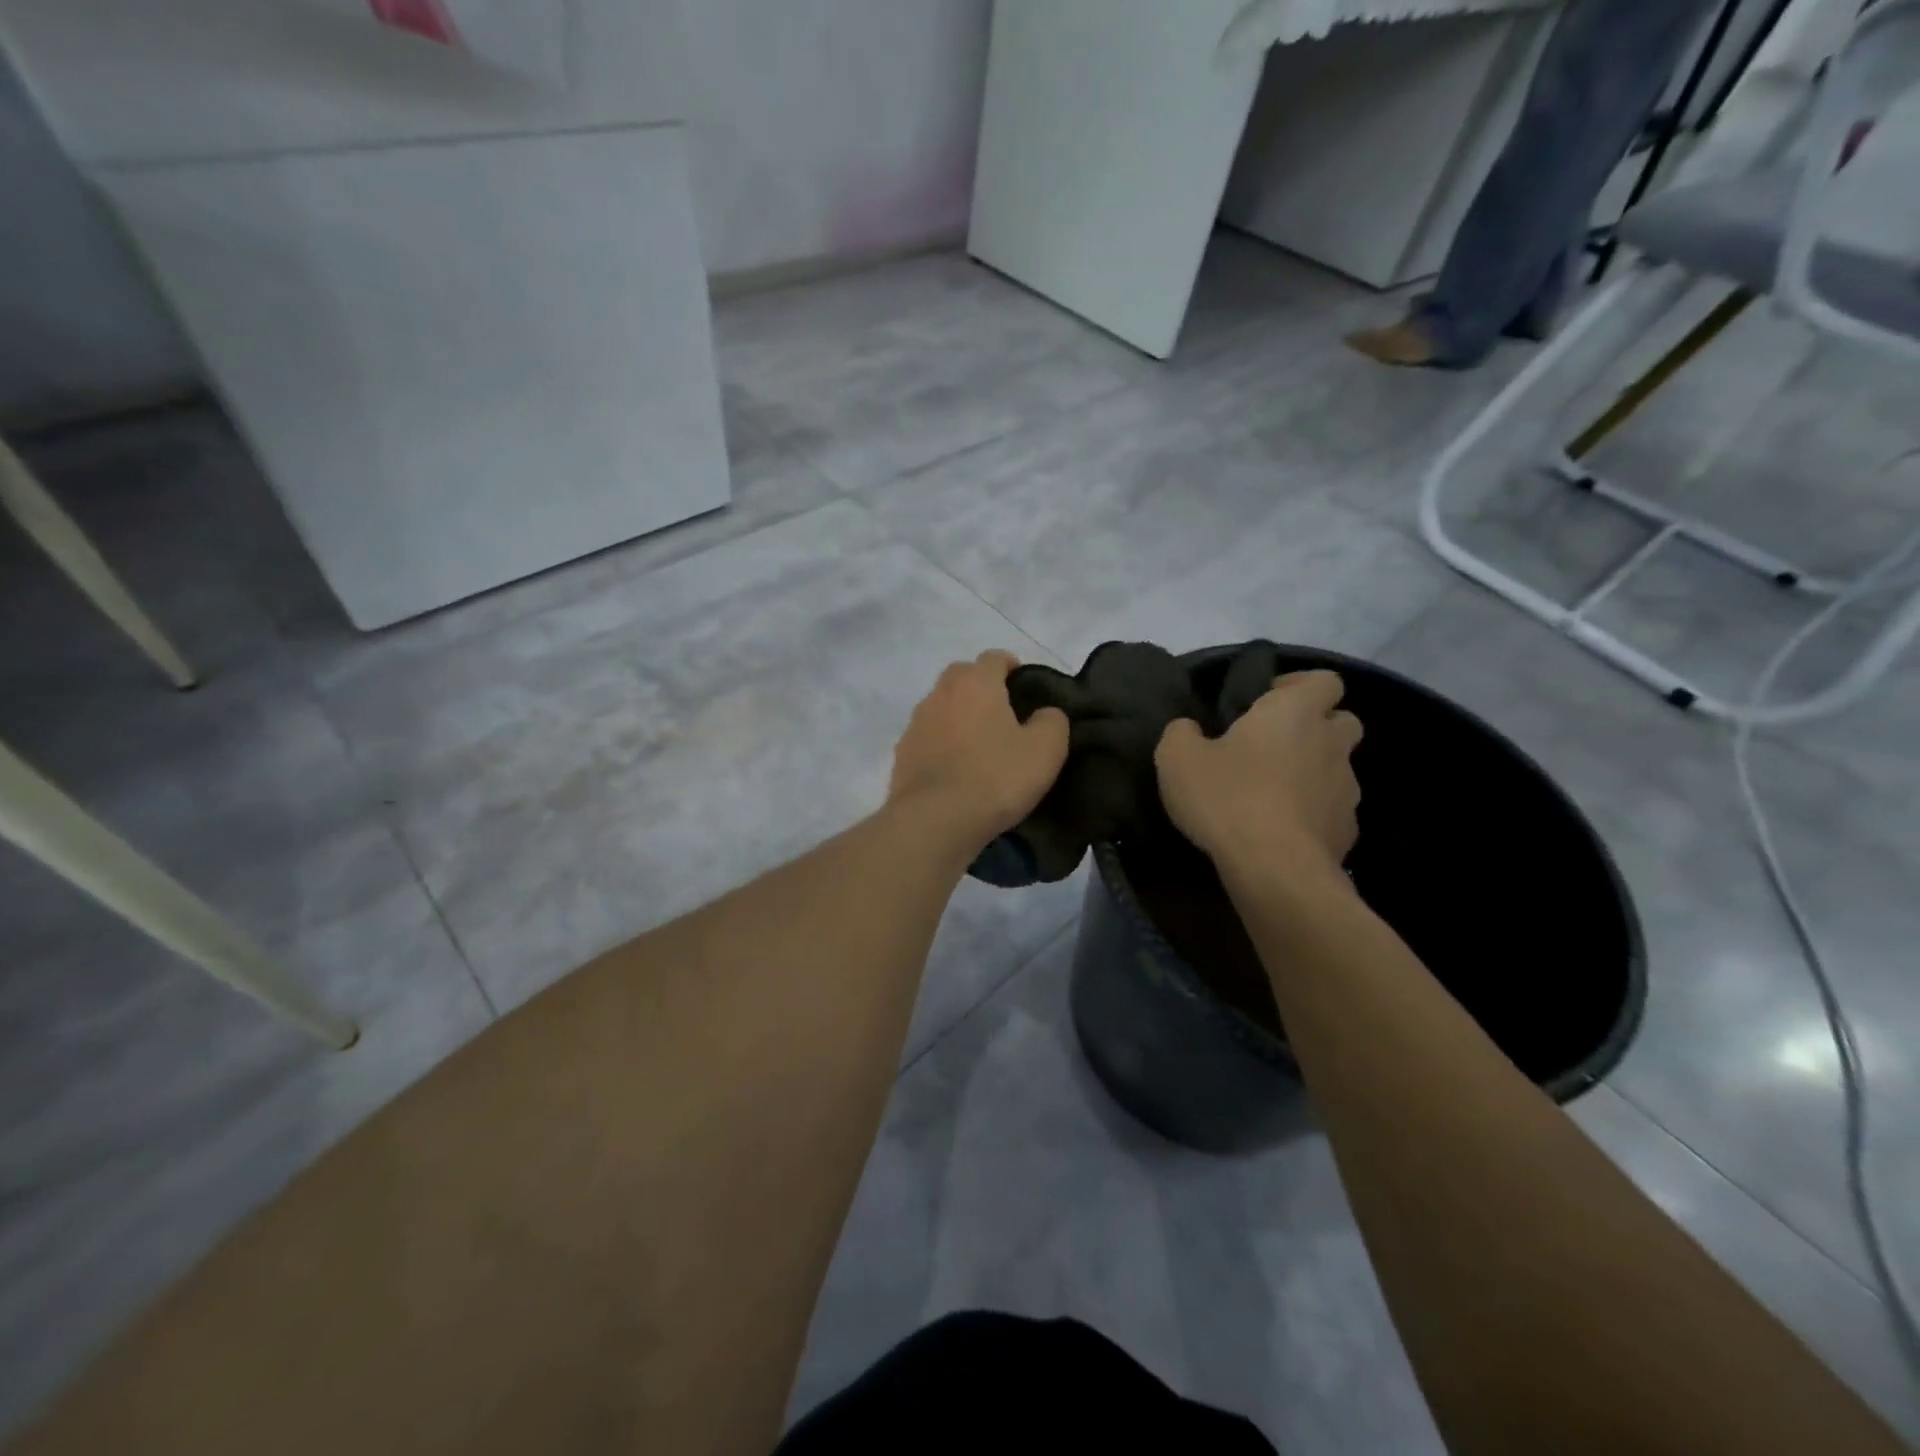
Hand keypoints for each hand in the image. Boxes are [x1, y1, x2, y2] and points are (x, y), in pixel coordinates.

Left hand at [888, 651, 1069, 850]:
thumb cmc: (996, 777)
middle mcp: (940, 693)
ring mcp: (916, 723)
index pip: (994, 657)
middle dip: (982, 689)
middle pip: (963, 677)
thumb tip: (1045, 713)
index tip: (1025, 689)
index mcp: (976, 682)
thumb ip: (1052, 721)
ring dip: (959, 718)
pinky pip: (928, 739)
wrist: (935, 820)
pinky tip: (955, 771)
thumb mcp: (1045, 750)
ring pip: (942, 707)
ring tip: (979, 747)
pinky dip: (942, 746)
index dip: (1012, 667)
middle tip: (1003, 717)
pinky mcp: (902, 754)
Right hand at [1155, 670, 1362, 878]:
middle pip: (1343, 720)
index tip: (1267, 700)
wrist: (1274, 869)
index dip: (1299, 685)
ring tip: (1273, 795)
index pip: (1324, 680)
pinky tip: (1280, 831)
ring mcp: (1346, 789)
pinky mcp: (1347, 830)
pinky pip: (1331, 811)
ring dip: (1313, 772)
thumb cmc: (1227, 798)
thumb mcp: (1177, 758)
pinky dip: (1312, 814)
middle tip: (1275, 745)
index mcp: (1295, 712)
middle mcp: (1330, 743)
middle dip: (1317, 726)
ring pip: (1338, 768)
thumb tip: (1190, 729)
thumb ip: (1181, 732)